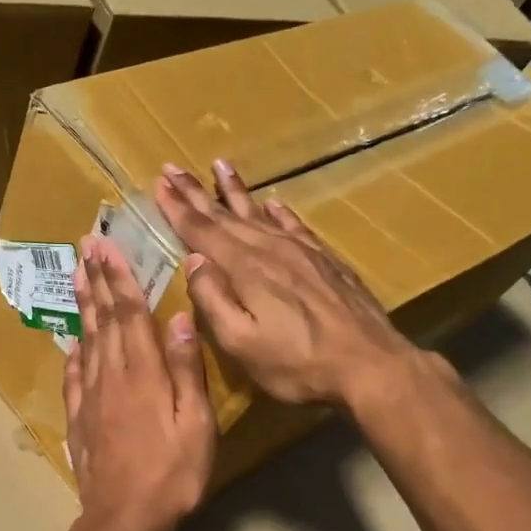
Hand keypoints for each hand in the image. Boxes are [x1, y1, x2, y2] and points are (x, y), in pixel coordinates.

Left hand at [63, 234, 215, 530]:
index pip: (129, 314)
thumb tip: (178, 319)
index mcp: (142, 373)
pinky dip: (73, 353)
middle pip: (103, 320)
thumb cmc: (171, 473)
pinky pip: (73, 377)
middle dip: (96, 280)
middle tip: (84, 247)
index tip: (107, 247)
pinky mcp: (79, 419)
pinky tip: (72, 342)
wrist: (124, 516)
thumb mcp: (195, 423)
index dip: (120, 278)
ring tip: (76, 276)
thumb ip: (185, 369)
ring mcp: (90, 397)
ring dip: (82, 305)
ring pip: (86, 340)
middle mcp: (111, 376)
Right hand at [154, 159, 426, 413]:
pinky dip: (279, 212)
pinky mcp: (326, 261)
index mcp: (245, 269)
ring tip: (220, 165)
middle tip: (174, 167)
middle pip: (225, 215)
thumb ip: (213, 300)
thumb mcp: (241, 342)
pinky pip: (295, 226)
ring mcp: (302, 252)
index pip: (202, 231)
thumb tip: (193, 261)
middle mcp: (271, 250)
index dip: (178, 207)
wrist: (370, 365)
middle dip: (196, 192)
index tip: (159, 182)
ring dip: (235, 191)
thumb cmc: (296, 363)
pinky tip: (273, 203)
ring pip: (259, 213)